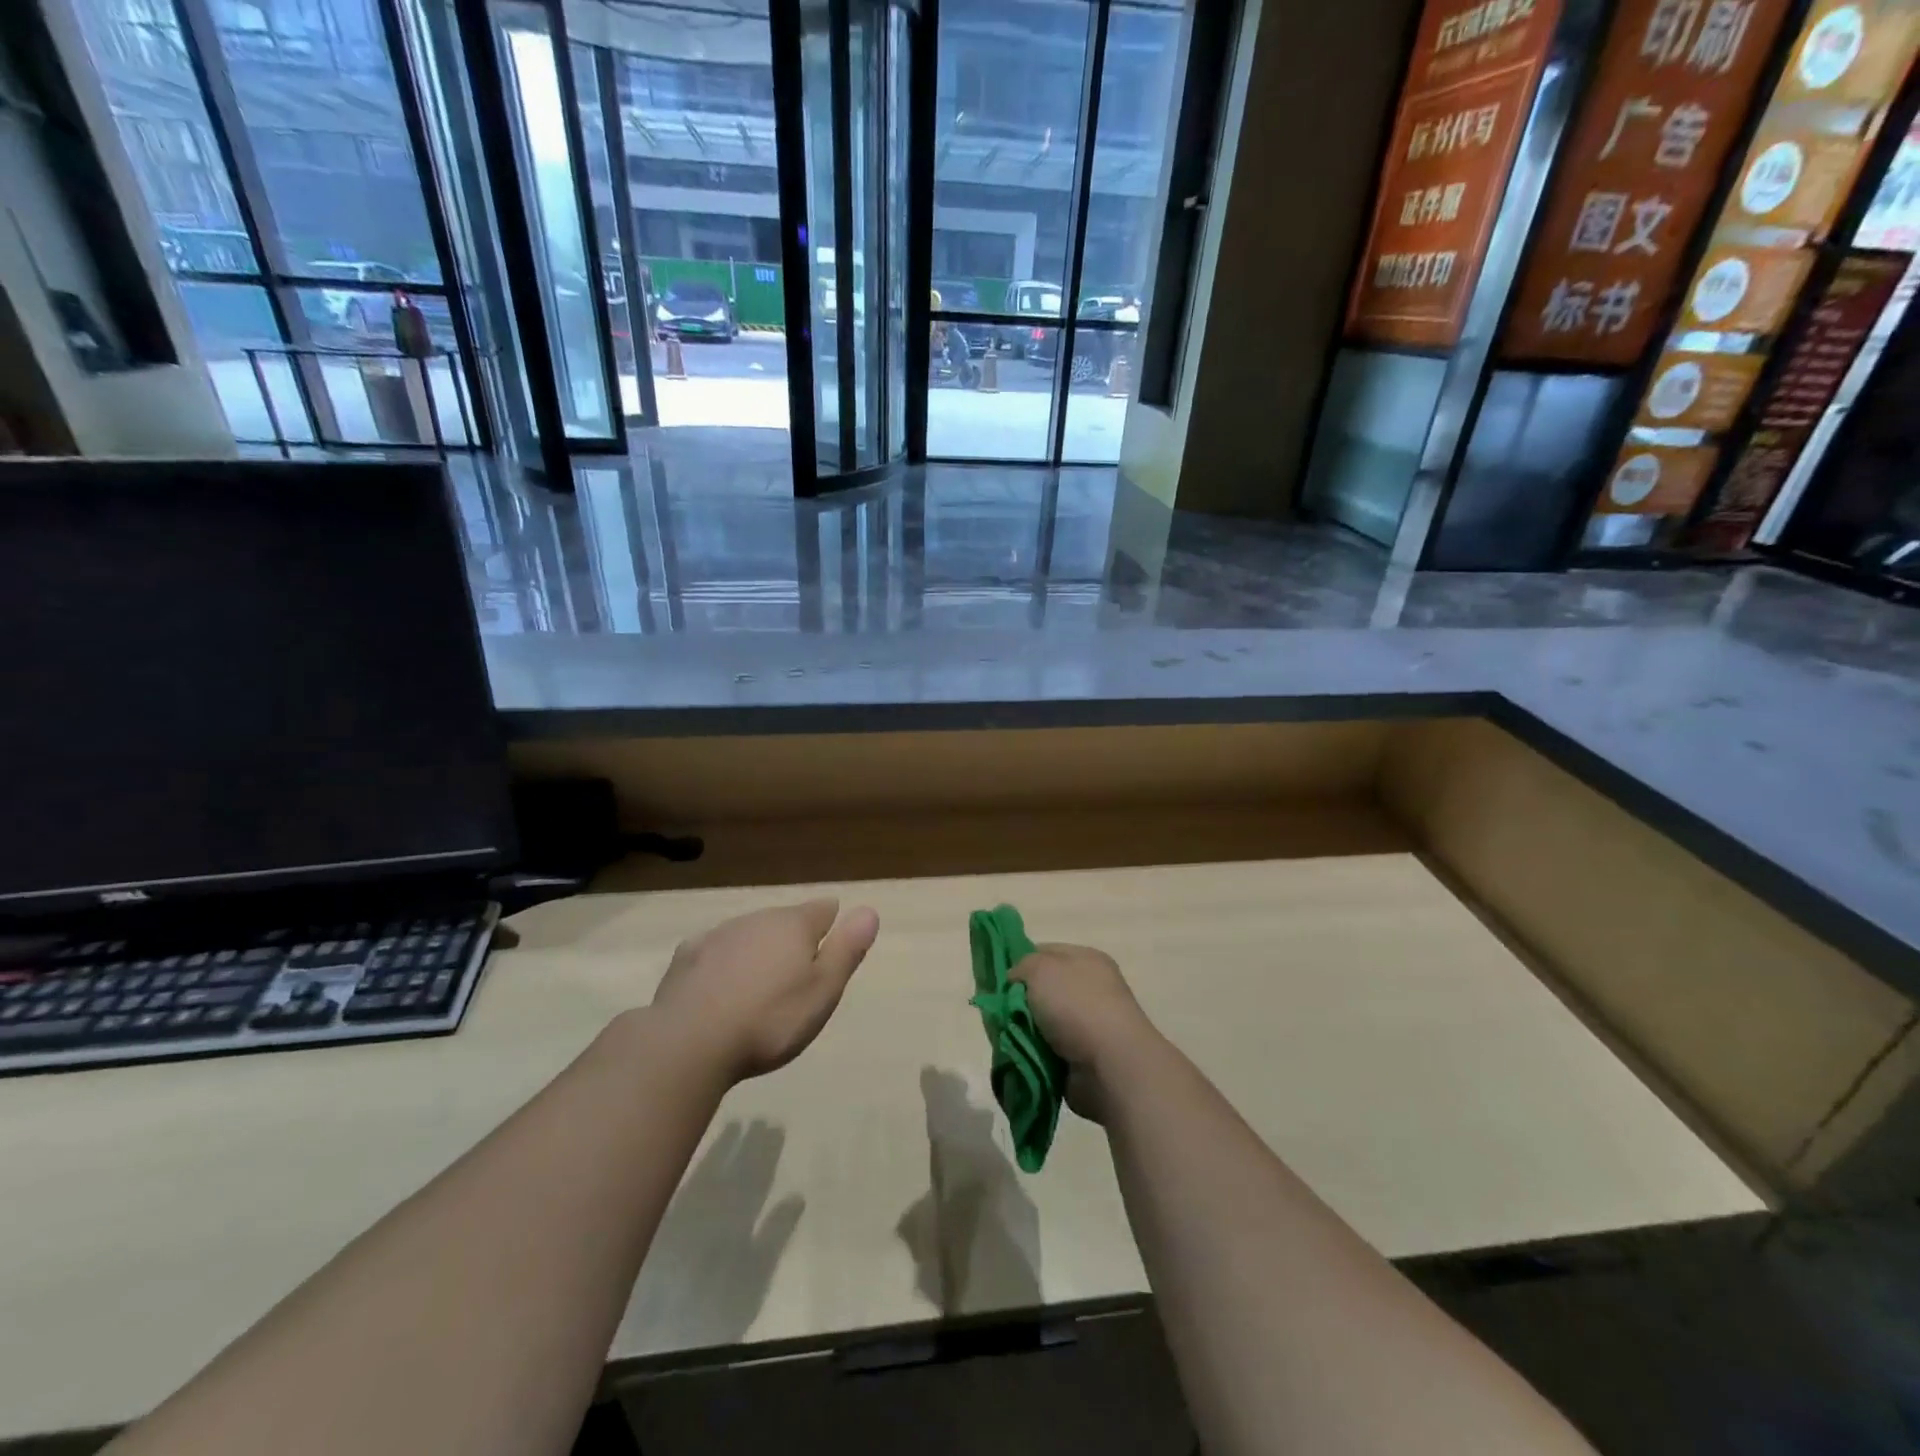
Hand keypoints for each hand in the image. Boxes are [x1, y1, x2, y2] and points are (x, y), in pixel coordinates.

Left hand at [651, 899, 878, 1083]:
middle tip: (798, 976)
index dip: (832, 924)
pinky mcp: (686, 958)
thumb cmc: (769, 1020)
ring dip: (758, 951)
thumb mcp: (823, 990)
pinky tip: (720, 985)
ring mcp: (718, 936)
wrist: (688, 1043)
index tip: (833, 945)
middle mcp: (757, 919)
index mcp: (794, 925)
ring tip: (762, 984)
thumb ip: (847, 949)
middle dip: (793, 940)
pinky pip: (714, 952)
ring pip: (748, 934)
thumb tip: (869, 910)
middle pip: (784, 921)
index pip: (822, 910)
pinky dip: (723, 963)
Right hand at [1010, 943, 1160, 1122]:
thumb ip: (1022, 965)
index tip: (1000, 981)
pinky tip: (1022, 1055)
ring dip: (1024, 1030)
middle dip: (1018, 1002)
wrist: (1111, 1065)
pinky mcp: (1083, 1057)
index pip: (1045, 952)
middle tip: (1000, 1013)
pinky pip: (1046, 1050)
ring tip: (1010, 1038)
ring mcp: (1088, 1024)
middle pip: (1041, 989)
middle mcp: (1089, 988)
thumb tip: (1016, 981)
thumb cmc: (1076, 1005)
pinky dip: (1033, 1053)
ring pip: (1040, 1022)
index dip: (1020, 963)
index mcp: (1086, 959)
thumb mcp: (1041, 968)